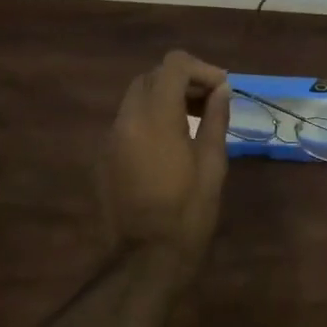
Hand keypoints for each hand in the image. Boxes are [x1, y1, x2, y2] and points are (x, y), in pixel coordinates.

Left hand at [98, 50, 230, 271]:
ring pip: (137, 96)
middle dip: (183, 80)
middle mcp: (127, 119)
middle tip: (210, 102)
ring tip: (194, 120)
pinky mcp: (105, 156)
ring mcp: (111, 138)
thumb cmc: (188, 213)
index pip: (173, 64)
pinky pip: (128, 120)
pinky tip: (171, 142)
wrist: (144, 262)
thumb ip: (216, 119)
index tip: (221, 89)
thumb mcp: (212, 164)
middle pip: (152, 76)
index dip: (201, 69)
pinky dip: (150, 117)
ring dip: (165, 97)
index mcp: (155, 117)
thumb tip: (222, 90)